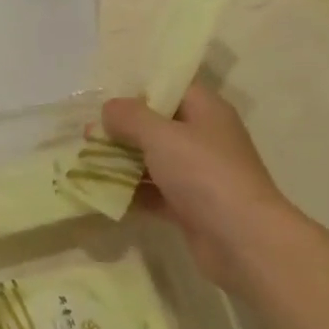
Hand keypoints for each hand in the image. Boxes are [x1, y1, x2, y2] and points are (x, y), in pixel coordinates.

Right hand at [101, 82, 291, 288]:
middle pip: (156, 124)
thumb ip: (130, 117)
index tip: (103, 93)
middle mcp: (203, 138)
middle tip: (85, 132)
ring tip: (83, 161)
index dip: (137, 87)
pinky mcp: (190, 207)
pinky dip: (130, 193)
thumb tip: (108, 109)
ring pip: (152, 160)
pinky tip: (100, 193)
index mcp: (206, 110)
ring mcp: (197, 175)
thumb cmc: (204, 174)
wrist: (244, 242)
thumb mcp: (160, 135)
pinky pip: (153, 193)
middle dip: (121, 129)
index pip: (170, 87)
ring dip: (121, 162)